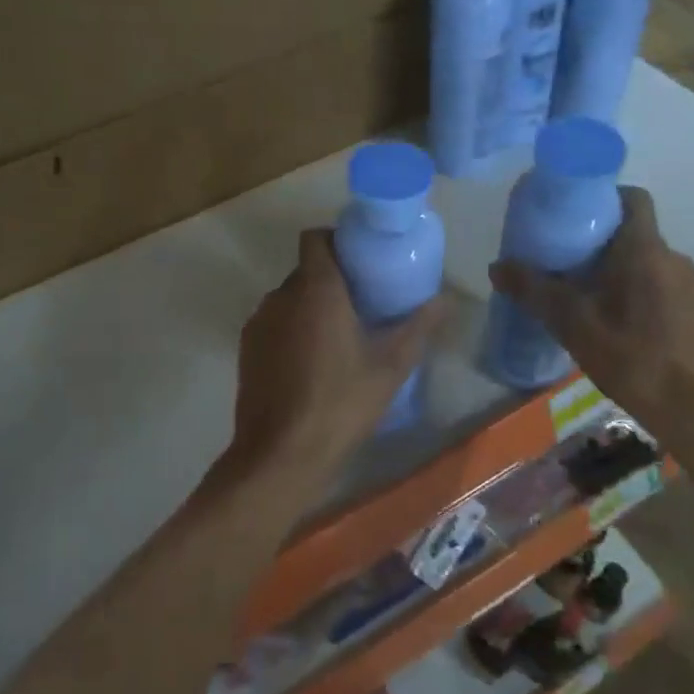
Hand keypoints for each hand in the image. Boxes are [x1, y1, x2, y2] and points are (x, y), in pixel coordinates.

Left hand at [229, 229, 446, 487]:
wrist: (280, 455)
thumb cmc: (341, 404)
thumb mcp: (390, 367)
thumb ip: (418, 327)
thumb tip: (446, 299)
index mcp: (316, 289)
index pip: (315, 238)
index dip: (336, 239)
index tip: (361, 258)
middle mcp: (281, 296)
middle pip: (306, 269)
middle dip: (332, 279)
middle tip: (363, 302)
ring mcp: (259, 322)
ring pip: (289, 298)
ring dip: (311, 306)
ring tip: (339, 335)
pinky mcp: (246, 348)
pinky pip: (274, 323)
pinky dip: (292, 329)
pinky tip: (312, 363)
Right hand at [489, 187, 693, 443]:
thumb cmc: (635, 359)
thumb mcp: (574, 325)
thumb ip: (534, 291)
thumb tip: (497, 266)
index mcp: (645, 250)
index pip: (632, 197)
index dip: (603, 196)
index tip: (572, 213)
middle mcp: (673, 257)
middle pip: (632, 232)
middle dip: (597, 241)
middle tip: (561, 261)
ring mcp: (690, 285)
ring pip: (645, 262)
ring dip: (615, 270)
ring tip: (582, 296)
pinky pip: (658, 285)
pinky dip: (634, 292)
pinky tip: (614, 325)